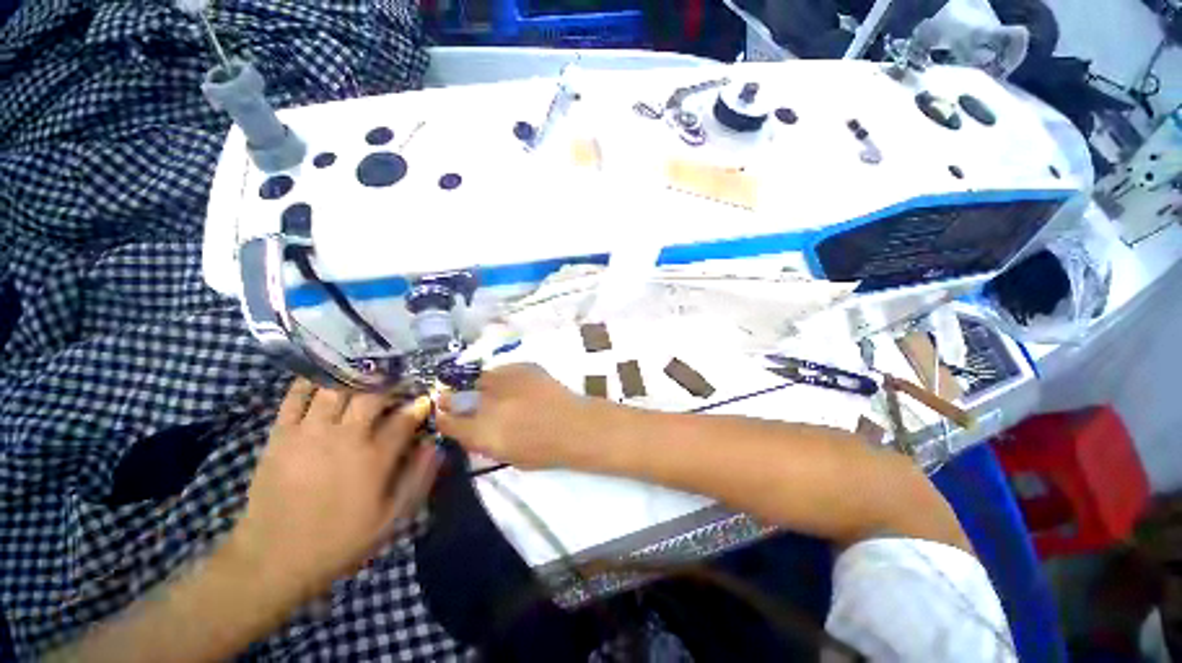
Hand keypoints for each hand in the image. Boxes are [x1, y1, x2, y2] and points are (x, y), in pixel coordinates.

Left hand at [226, 380, 439, 602]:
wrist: (272, 559)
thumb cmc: (339, 540)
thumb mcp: (391, 518)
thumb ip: (418, 478)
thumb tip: (435, 445)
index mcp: (374, 457)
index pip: (405, 418)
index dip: (418, 405)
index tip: (424, 399)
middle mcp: (345, 437)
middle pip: (372, 394)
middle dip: (390, 383)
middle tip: (397, 381)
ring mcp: (310, 433)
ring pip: (336, 389)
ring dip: (354, 377)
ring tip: (365, 371)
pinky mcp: (281, 435)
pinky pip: (295, 398)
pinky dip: (309, 382)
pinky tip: (321, 375)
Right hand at [436, 364, 604, 468]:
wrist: (575, 425)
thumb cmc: (544, 451)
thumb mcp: (506, 456)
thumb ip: (482, 441)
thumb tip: (468, 429)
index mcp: (481, 433)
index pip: (448, 423)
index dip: (445, 419)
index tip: (445, 416)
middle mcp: (487, 405)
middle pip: (457, 398)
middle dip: (455, 401)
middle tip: (462, 402)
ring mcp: (505, 382)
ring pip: (480, 380)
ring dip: (481, 387)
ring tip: (493, 392)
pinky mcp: (522, 367)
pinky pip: (501, 370)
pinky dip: (502, 378)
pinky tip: (512, 385)